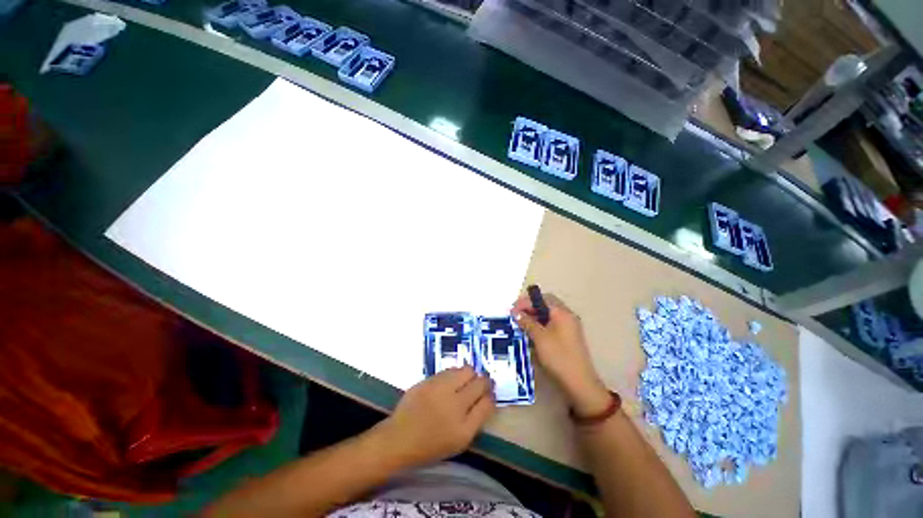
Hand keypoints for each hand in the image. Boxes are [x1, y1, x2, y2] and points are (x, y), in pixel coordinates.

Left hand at [374, 366, 494, 467]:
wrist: (399, 438)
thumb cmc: (431, 444)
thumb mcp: (459, 440)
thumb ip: (477, 418)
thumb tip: (488, 397)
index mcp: (463, 427)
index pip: (487, 402)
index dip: (490, 396)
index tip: (488, 394)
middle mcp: (454, 405)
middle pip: (480, 382)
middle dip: (484, 382)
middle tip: (480, 385)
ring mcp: (440, 389)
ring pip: (466, 370)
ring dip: (469, 375)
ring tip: (464, 383)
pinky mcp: (429, 380)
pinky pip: (450, 370)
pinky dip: (455, 374)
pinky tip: (450, 382)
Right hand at [512, 292, 610, 416]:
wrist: (579, 382)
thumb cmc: (558, 356)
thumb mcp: (539, 337)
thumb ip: (527, 322)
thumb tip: (516, 312)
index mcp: (562, 312)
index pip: (541, 298)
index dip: (525, 302)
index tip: (512, 310)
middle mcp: (567, 315)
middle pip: (545, 304)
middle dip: (529, 307)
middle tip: (516, 315)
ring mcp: (569, 326)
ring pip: (548, 314)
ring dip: (534, 316)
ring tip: (521, 323)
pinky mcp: (568, 336)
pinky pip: (552, 323)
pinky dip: (540, 324)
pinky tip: (531, 332)